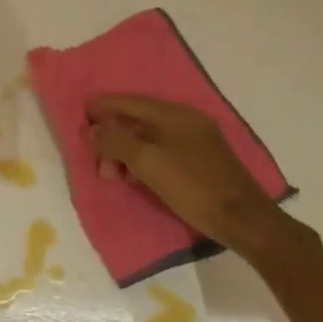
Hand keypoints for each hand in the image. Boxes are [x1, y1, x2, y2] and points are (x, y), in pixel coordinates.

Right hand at [86, 94, 292, 257]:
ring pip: (148, 137)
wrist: (243, 220)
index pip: (129, 101)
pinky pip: (161, 150)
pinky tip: (135, 177)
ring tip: (113, 176)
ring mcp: (196, 139)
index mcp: (174, 114)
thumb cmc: (193, 187)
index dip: (102, 107)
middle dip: (112, 138)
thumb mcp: (148, 162)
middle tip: (99, 164)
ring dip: (125, 152)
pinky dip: (142, 159)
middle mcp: (185, 120)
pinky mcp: (201, 159)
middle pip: (137, 120)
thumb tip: (93, 129)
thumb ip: (116, 141)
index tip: (79, 116)